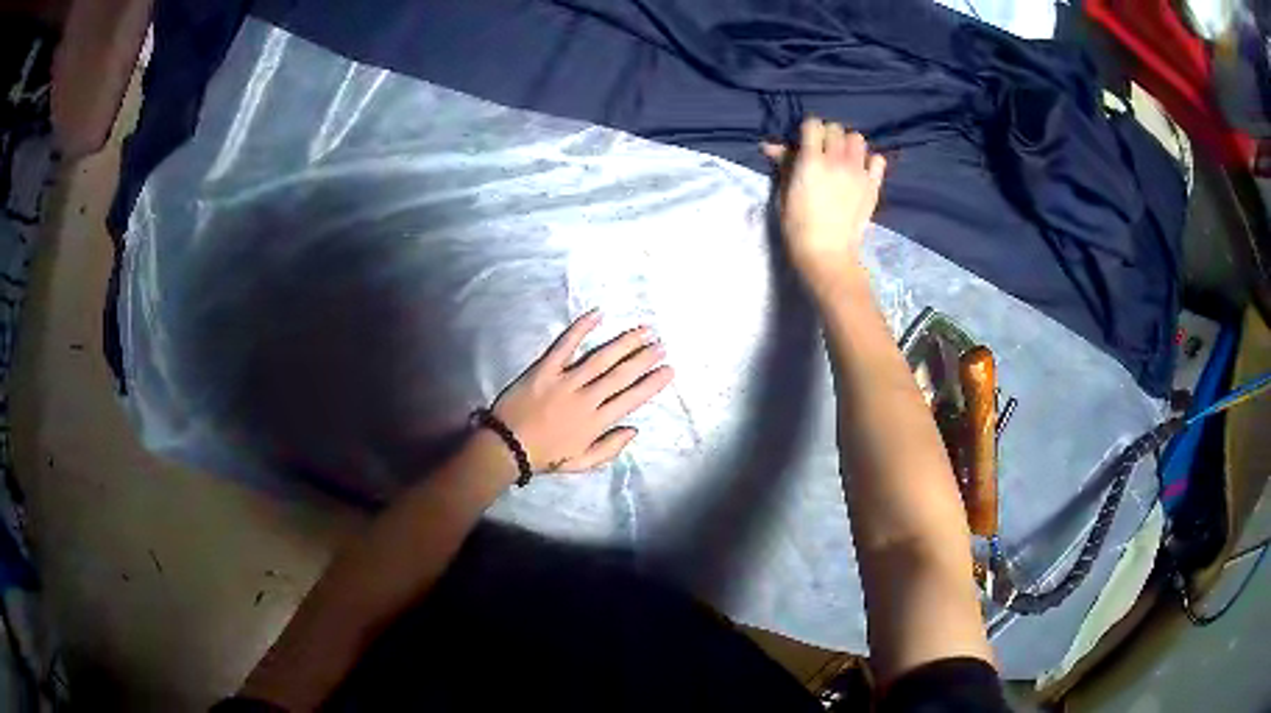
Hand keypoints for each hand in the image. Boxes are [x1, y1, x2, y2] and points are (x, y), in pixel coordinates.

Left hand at [492, 310, 673, 472]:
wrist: (506, 447)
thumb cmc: (545, 456)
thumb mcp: (581, 463)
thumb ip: (610, 449)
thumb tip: (634, 429)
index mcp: (596, 423)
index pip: (631, 399)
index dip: (652, 383)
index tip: (669, 370)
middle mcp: (586, 399)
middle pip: (621, 374)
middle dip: (644, 358)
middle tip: (661, 344)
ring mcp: (565, 381)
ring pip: (601, 358)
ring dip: (625, 342)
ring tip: (644, 330)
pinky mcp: (545, 369)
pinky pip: (565, 345)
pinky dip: (581, 328)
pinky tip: (598, 314)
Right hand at [763, 117, 886, 294]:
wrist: (827, 252)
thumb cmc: (798, 225)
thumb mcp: (784, 193)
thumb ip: (783, 165)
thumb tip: (770, 146)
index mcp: (811, 160)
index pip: (813, 124)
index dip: (808, 130)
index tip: (805, 143)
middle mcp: (837, 160)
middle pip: (836, 128)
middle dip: (827, 136)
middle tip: (823, 152)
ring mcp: (858, 172)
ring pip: (858, 139)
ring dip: (848, 144)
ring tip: (843, 159)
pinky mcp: (873, 185)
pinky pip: (878, 160)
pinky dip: (870, 161)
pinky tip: (861, 171)